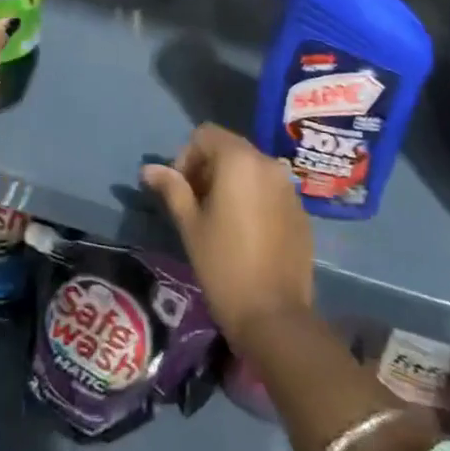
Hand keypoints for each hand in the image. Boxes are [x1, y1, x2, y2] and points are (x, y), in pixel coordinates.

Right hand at [140, 123, 314, 346]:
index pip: (205, 135)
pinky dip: (253, 198)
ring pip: (251, 169)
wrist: (275, 316)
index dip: (186, 157)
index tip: (180, 191)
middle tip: (195, 205)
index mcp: (239, 160)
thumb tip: (149, 168)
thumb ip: (172, 189)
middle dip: (207, 169)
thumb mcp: (190, 225)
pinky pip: (270, 190)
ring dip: (231, 183)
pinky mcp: (300, 210)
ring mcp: (288, 187)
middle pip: (230, 148)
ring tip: (219, 220)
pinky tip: (246, 233)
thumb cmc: (223, 265)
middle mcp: (268, 163)